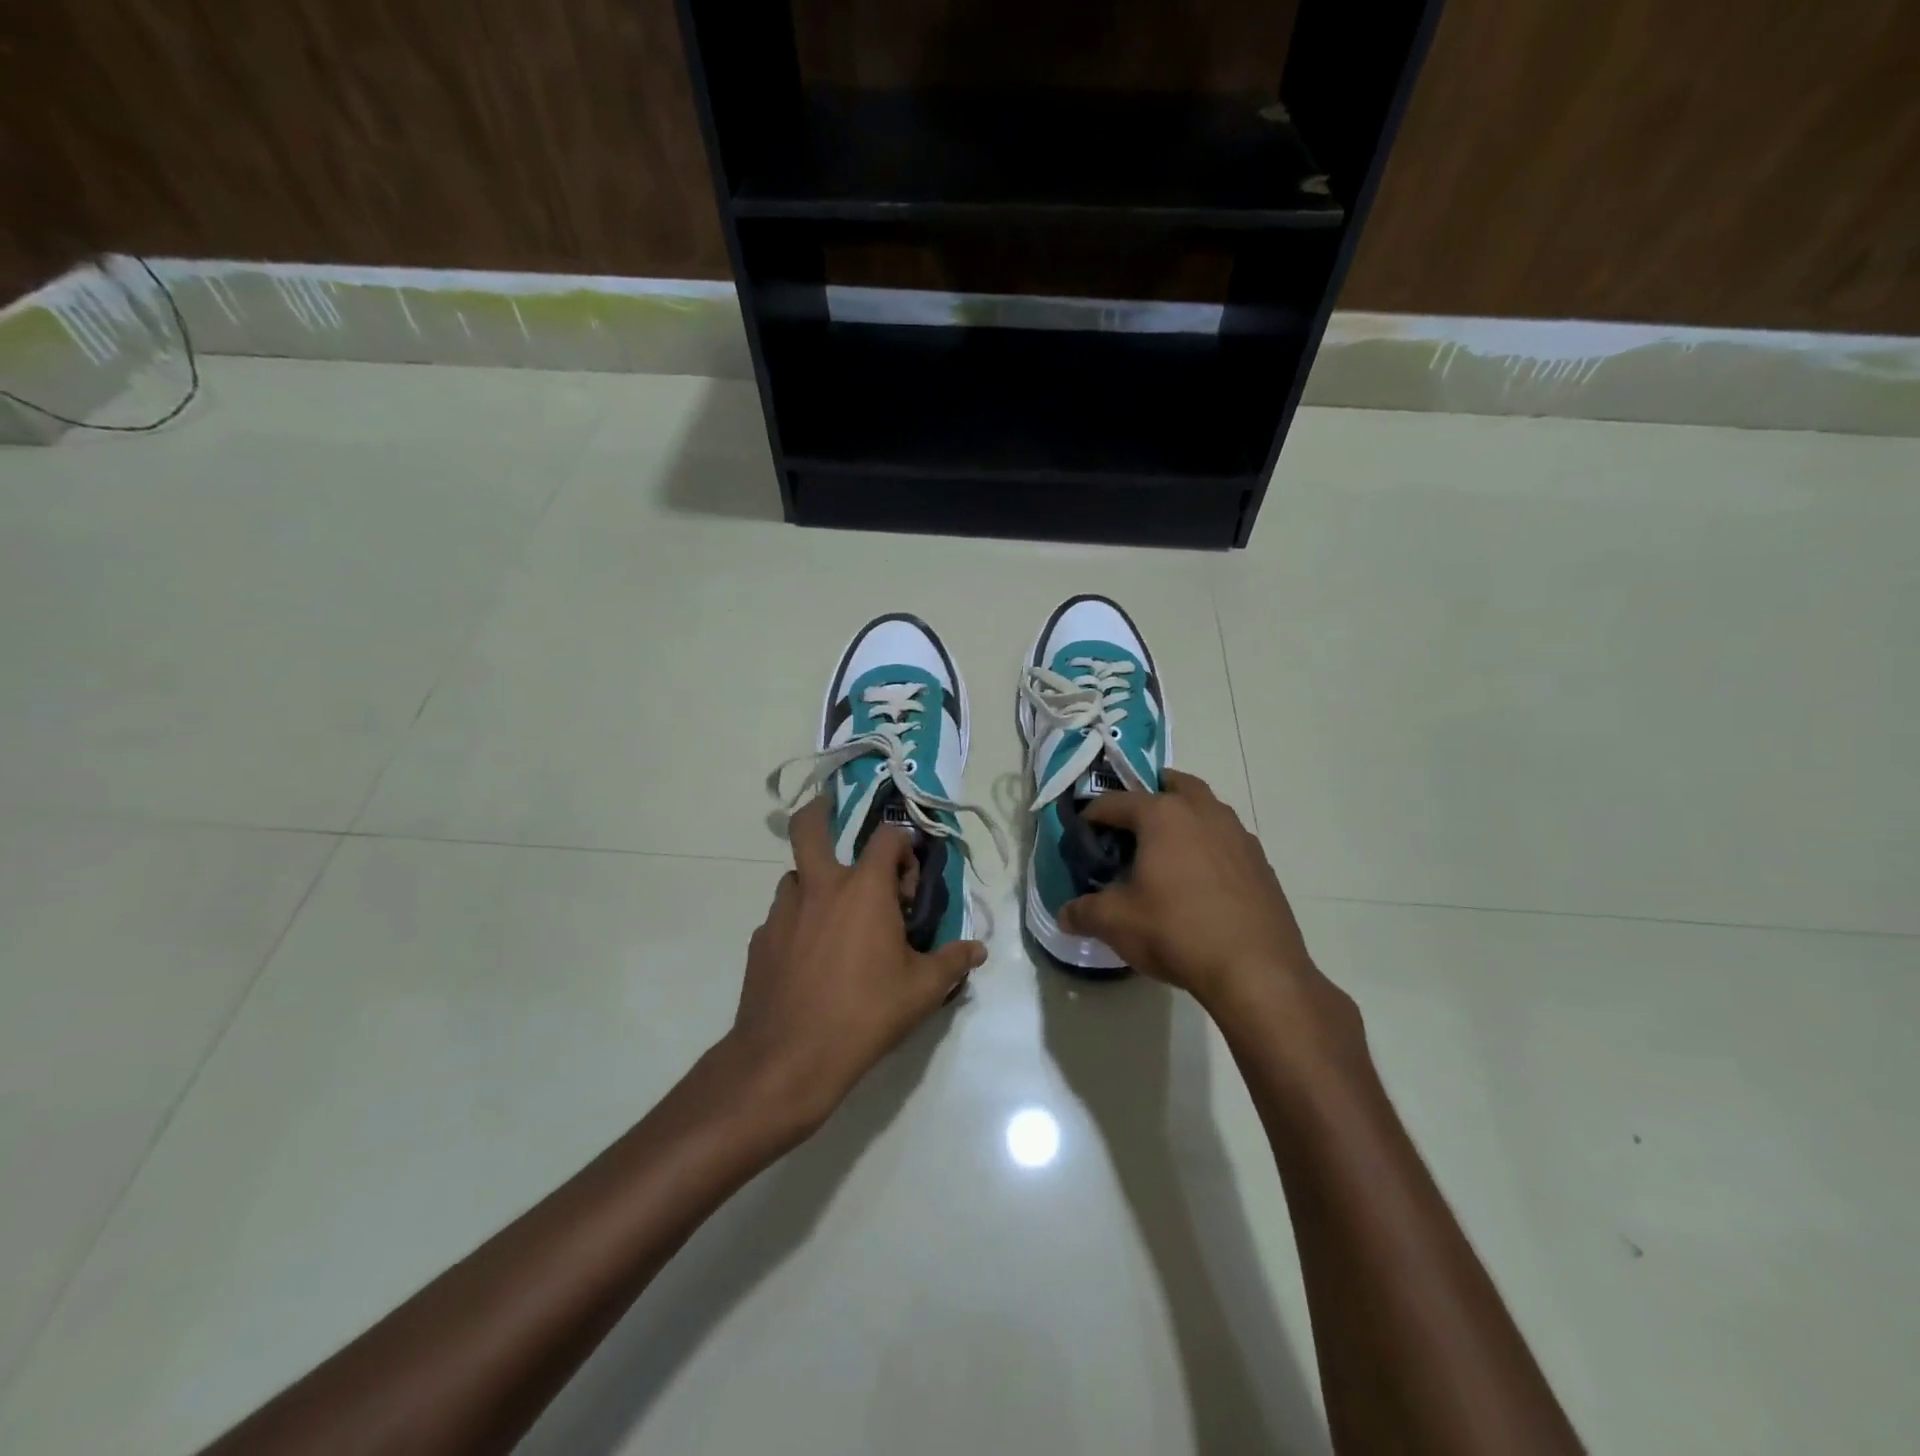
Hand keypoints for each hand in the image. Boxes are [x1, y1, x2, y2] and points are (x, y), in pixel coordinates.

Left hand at [723, 796, 985, 1135]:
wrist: (789, 1057)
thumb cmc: (865, 1014)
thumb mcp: (922, 991)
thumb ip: (952, 962)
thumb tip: (978, 949)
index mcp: (863, 889)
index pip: (887, 838)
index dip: (903, 848)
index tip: (908, 882)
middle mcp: (819, 888)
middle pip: (809, 828)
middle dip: (820, 812)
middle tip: (831, 815)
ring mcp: (783, 912)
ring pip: (795, 876)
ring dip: (815, 881)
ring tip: (833, 916)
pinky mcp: (760, 940)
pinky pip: (782, 916)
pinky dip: (798, 921)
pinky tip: (809, 957)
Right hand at [1057, 770, 1349, 1033]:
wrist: (1256, 970)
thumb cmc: (1176, 932)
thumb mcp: (1116, 923)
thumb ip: (1084, 912)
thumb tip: (1065, 914)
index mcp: (1162, 815)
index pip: (1115, 802)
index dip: (1092, 816)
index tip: (1082, 836)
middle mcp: (1203, 812)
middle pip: (1172, 785)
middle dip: (1149, 795)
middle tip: (1131, 823)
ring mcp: (1238, 835)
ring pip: (1206, 809)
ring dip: (1184, 817)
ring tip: (1166, 851)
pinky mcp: (1261, 863)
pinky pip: (1226, 840)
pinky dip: (1209, 846)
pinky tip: (1200, 881)